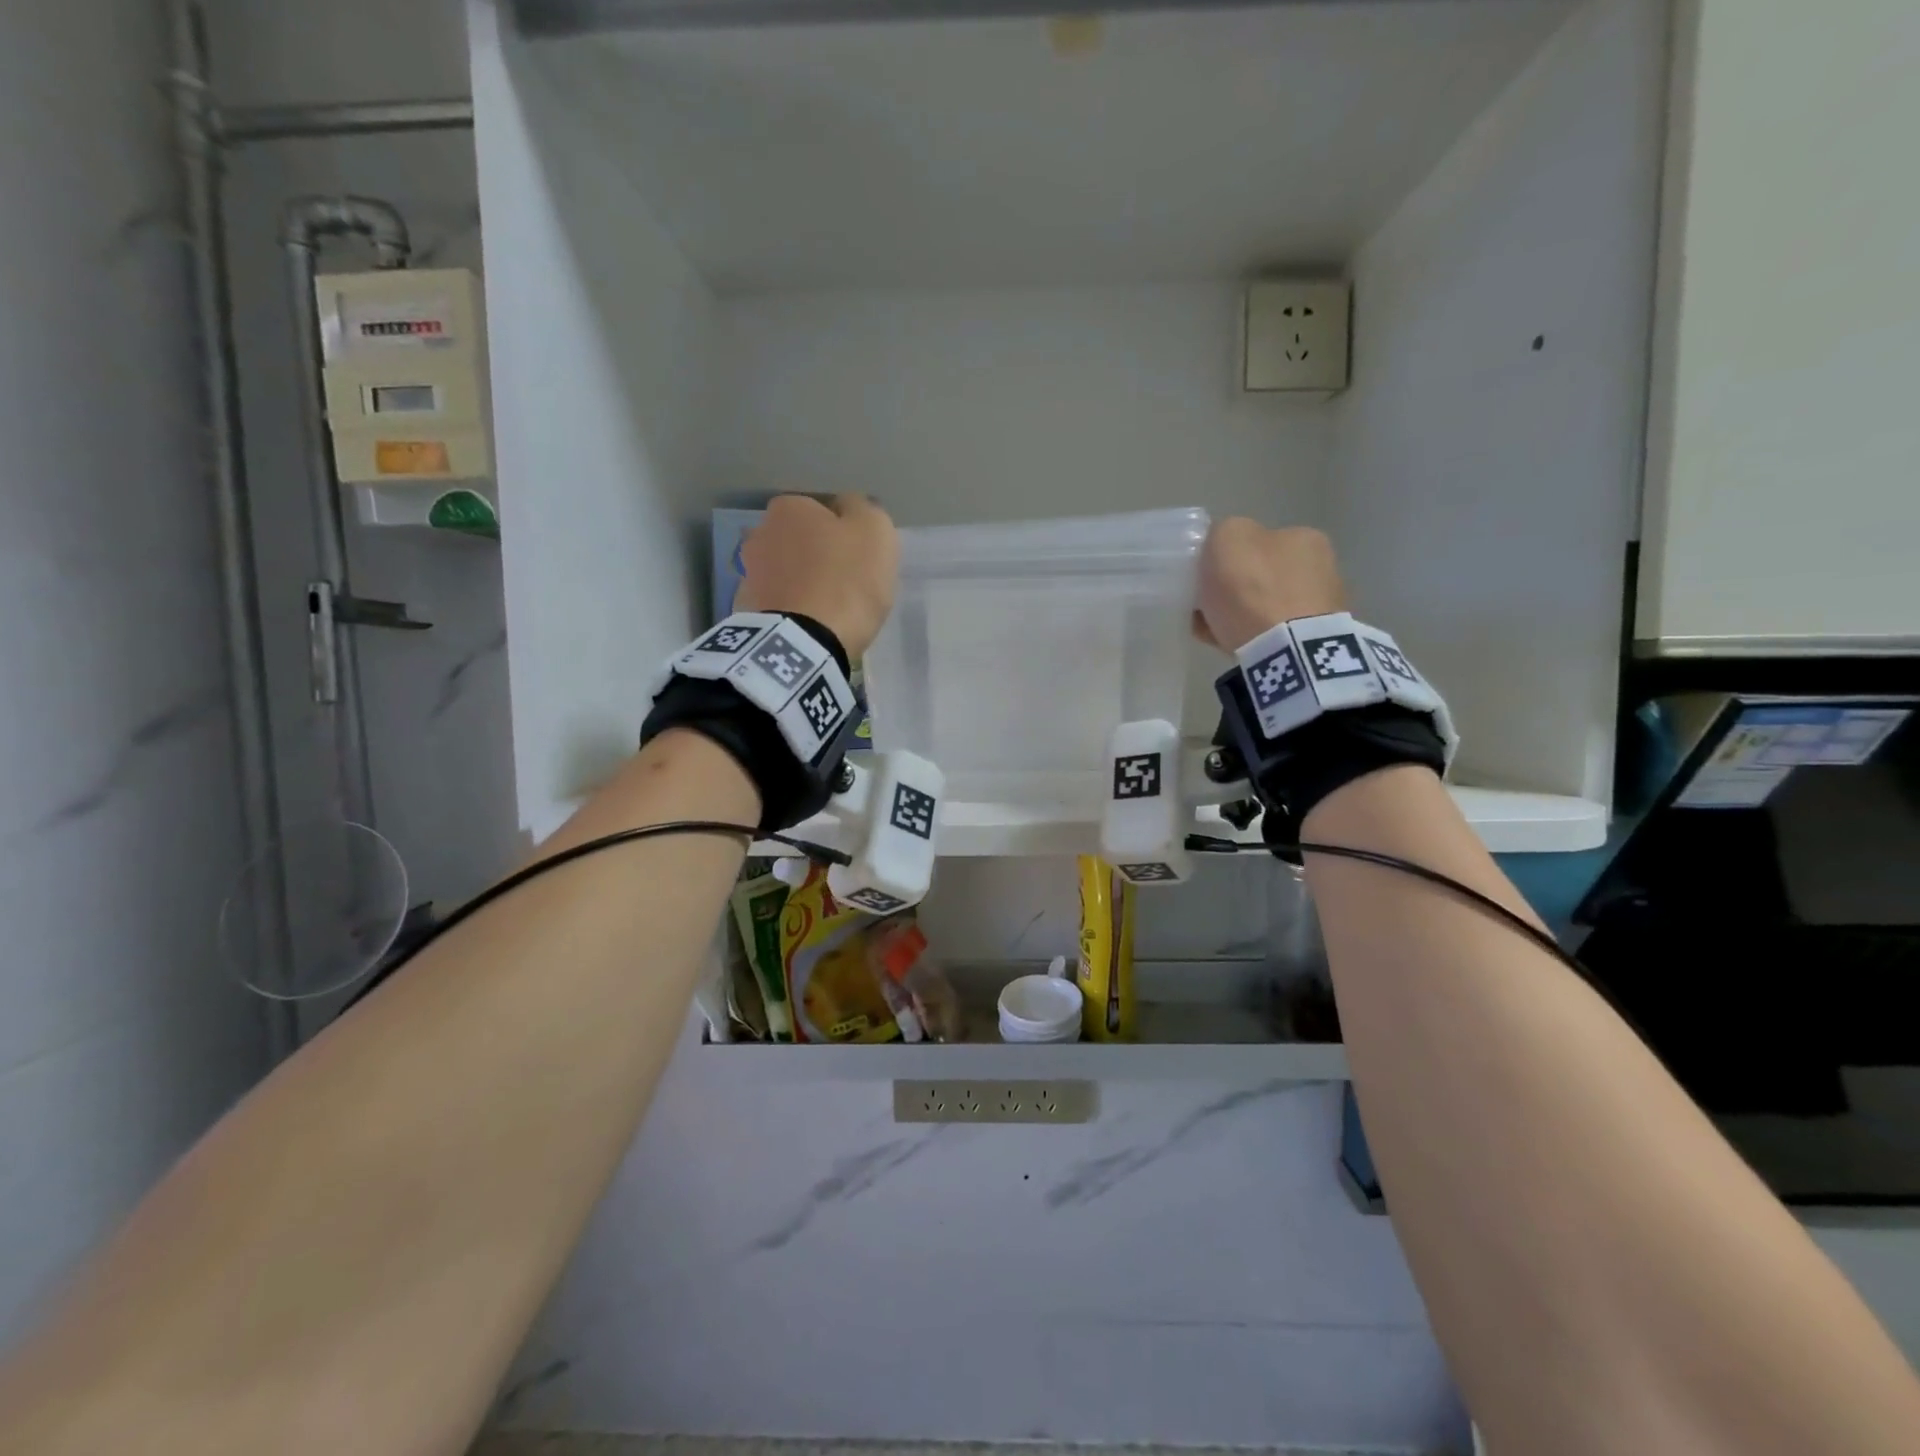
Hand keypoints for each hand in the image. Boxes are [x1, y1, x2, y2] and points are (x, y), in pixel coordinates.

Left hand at [736, 495, 898, 659]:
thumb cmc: (846, 580)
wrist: (805, 642)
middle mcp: (760, 532)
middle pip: (800, 540)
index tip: (859, 557)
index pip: (822, 510)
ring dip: (803, 583)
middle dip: (818, 555)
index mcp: (789, 507)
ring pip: (786, 571)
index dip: (844, 533)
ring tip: (829, 610)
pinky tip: (810, 625)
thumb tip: (848, 508)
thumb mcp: (875, 531)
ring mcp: (749, 573)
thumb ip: (863, 509)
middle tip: (846, 583)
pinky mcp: (746, 611)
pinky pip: (778, 602)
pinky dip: (792, 608)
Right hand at [1195, 519, 1345, 652]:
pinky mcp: (1313, 643)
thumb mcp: (1227, 538)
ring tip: (1213, 631)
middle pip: (1262, 575)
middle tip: (1205, 607)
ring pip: (1265, 606)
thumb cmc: (1253, 588)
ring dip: (1241, 615)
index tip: (1204, 579)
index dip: (1226, 558)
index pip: (1258, 541)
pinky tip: (1229, 646)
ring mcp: (1321, 608)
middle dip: (1234, 589)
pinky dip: (1251, 637)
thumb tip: (1223, 547)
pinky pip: (1272, 634)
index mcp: (1303, 536)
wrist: (1285, 650)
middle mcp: (1321, 566)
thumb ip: (1223, 532)